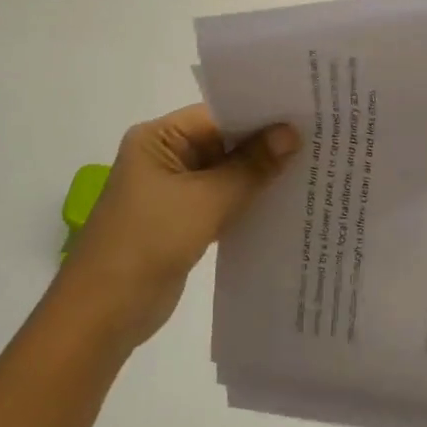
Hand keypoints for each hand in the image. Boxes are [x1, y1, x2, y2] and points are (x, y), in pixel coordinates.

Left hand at [49, 104, 297, 350]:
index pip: (219, 114)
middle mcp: (166, 157)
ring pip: (227, 173)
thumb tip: (292, 133)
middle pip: (224, 141)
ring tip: (314, 166)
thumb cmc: (149, 242)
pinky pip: (223, 200)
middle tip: (321, 138)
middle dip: (267, 144)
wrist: (104, 312)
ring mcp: (174, 190)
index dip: (262, 114)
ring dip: (261, 174)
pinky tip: (286, 200)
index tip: (307, 114)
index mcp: (159, 139)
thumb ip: (251, 166)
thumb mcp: (206, 200)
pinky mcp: (184, 220)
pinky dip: (249, 200)